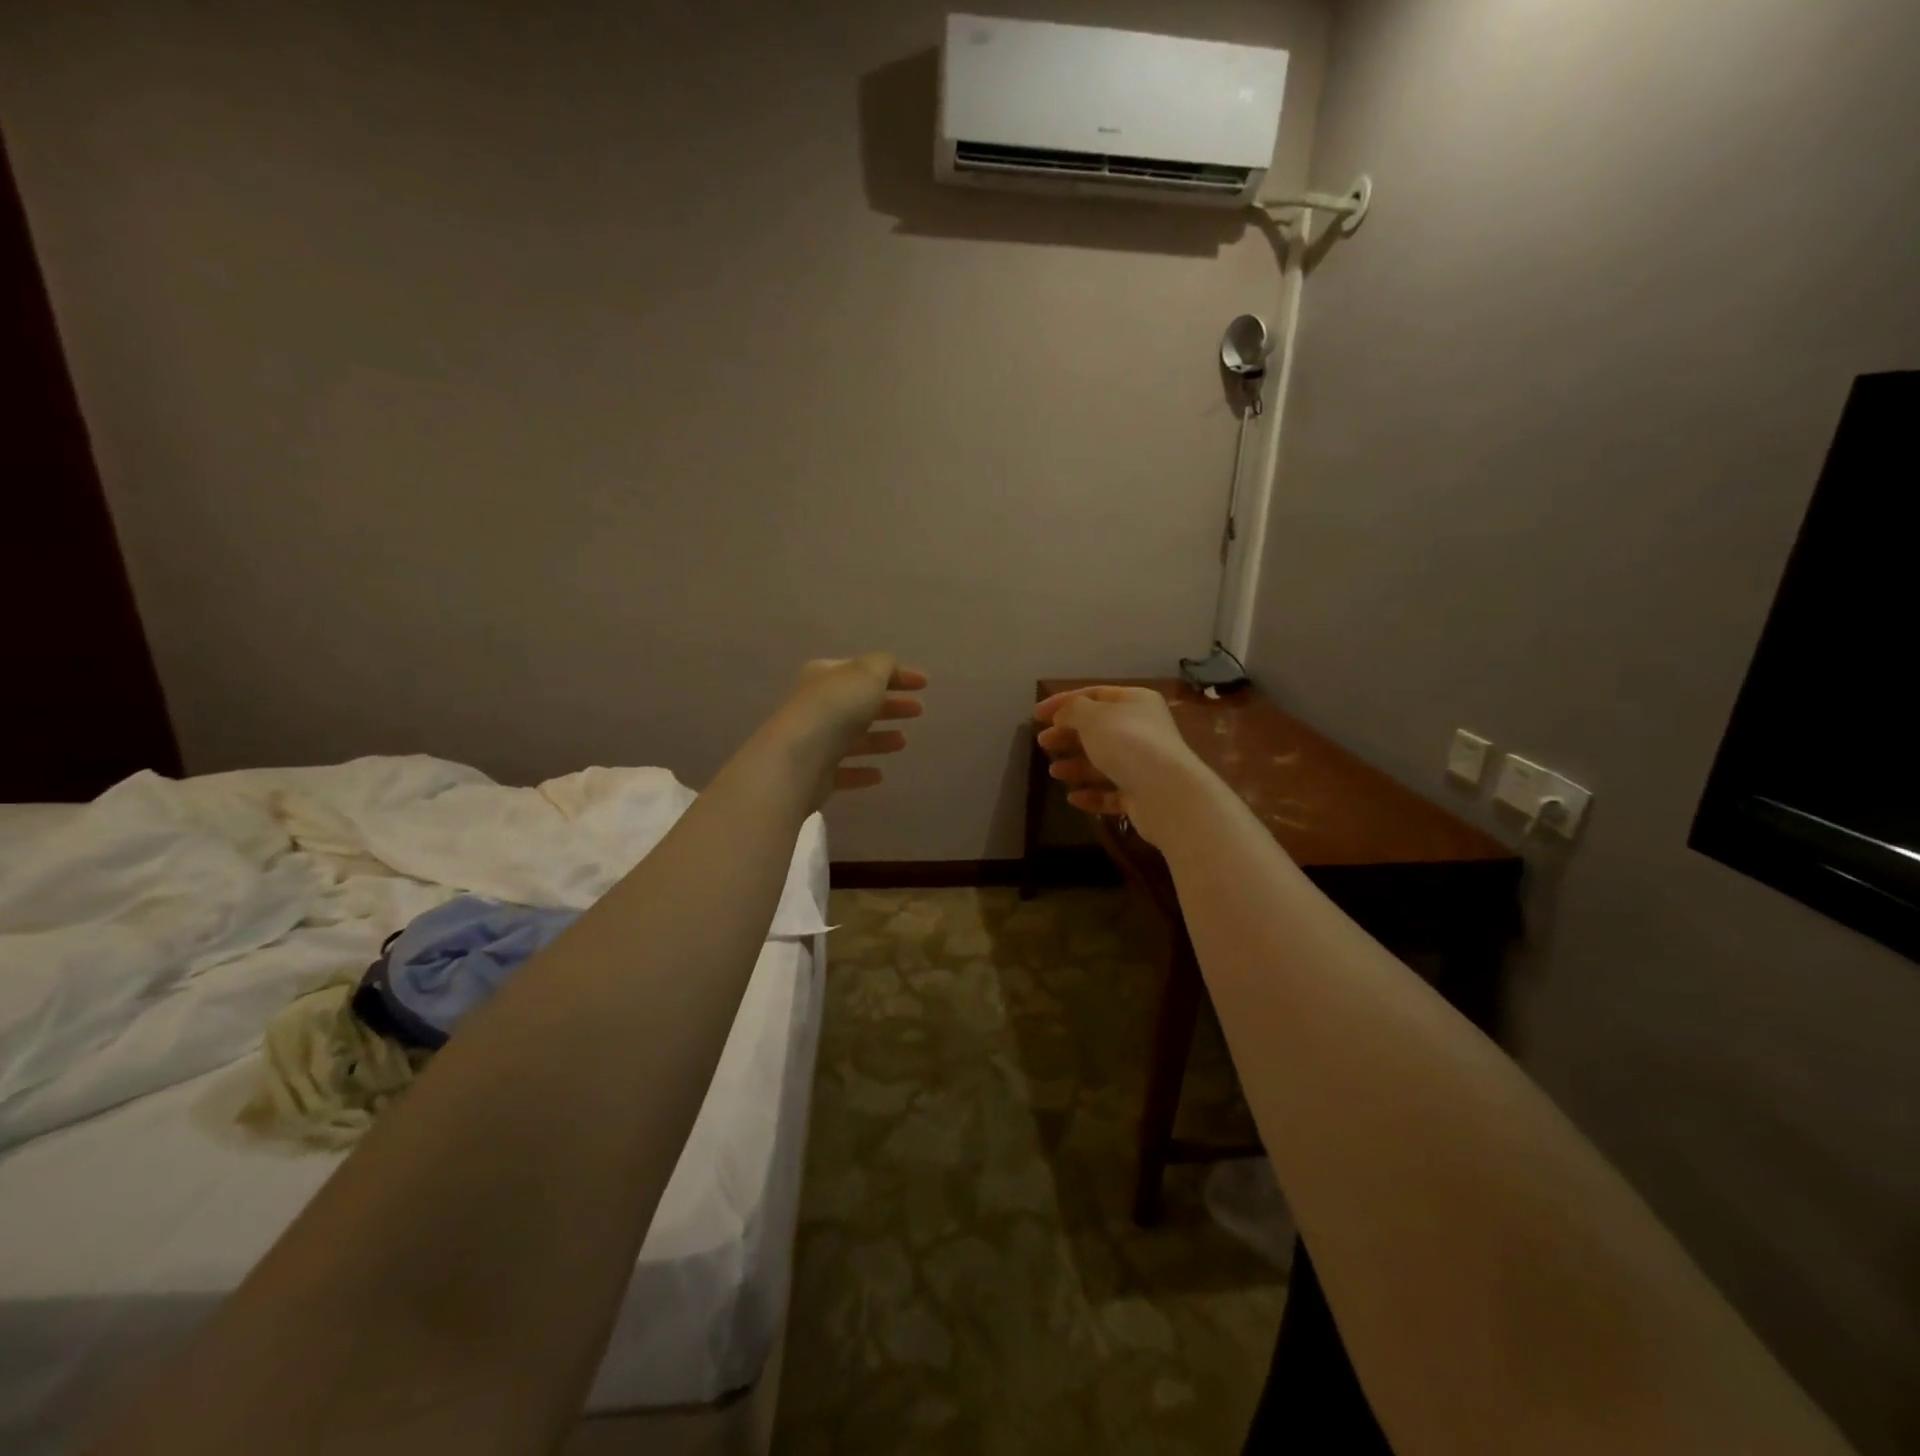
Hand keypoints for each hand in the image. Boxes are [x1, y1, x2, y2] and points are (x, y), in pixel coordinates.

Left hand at [774, 654, 927, 802]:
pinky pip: (844, 770)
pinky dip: (862, 770)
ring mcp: (815, 741)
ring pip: (853, 737)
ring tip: (903, 742)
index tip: (925, 684)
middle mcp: (817, 705)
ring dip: (879, 739)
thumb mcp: (867, 673)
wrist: (799, 757)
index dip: (897, 675)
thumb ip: (883, 665)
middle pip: (860, 703)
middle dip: (890, 706)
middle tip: (918, 710)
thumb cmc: (836, 708)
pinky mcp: (816, 773)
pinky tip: (879, 775)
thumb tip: (889, 667)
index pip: (865, 670)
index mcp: (826, 676)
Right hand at [1034, 686, 1203, 844]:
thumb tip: (1063, 714)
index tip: (1037, 714)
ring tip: (1054, 772)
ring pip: (1104, 762)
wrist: (1166, 793)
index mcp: (1136, 702)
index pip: (1095, 694)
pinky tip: (1073, 798)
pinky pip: (1112, 792)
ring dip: (1077, 766)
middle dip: (1068, 735)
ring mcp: (1144, 764)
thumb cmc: (1127, 743)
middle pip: (1098, 729)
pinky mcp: (1142, 795)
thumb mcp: (1093, 717)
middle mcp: (1143, 730)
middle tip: (1042, 742)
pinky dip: (1092, 794)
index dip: (1064, 702)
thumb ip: (1072, 710)